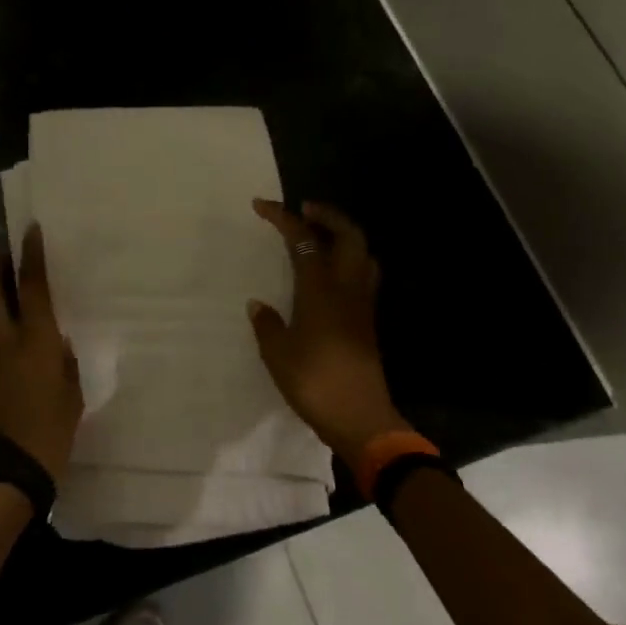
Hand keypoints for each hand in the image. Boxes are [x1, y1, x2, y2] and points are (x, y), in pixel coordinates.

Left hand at [0, 225, 83, 481]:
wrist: (3, 471)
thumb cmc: (49, 432)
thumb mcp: (72, 394)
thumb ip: (63, 359)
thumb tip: (56, 339)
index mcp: (35, 340)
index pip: (30, 285)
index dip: (30, 254)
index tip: (31, 230)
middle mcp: (0, 336)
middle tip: (1, 250)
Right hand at [247, 199, 410, 469]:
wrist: (361, 419)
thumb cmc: (314, 383)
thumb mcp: (277, 354)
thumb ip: (267, 325)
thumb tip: (258, 305)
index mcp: (321, 290)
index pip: (303, 240)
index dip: (283, 217)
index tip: (261, 205)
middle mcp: (347, 289)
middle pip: (348, 236)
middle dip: (327, 215)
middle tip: (303, 210)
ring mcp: (362, 305)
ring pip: (362, 254)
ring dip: (342, 236)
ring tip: (318, 236)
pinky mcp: (367, 322)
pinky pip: (362, 276)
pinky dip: (347, 261)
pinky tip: (327, 275)